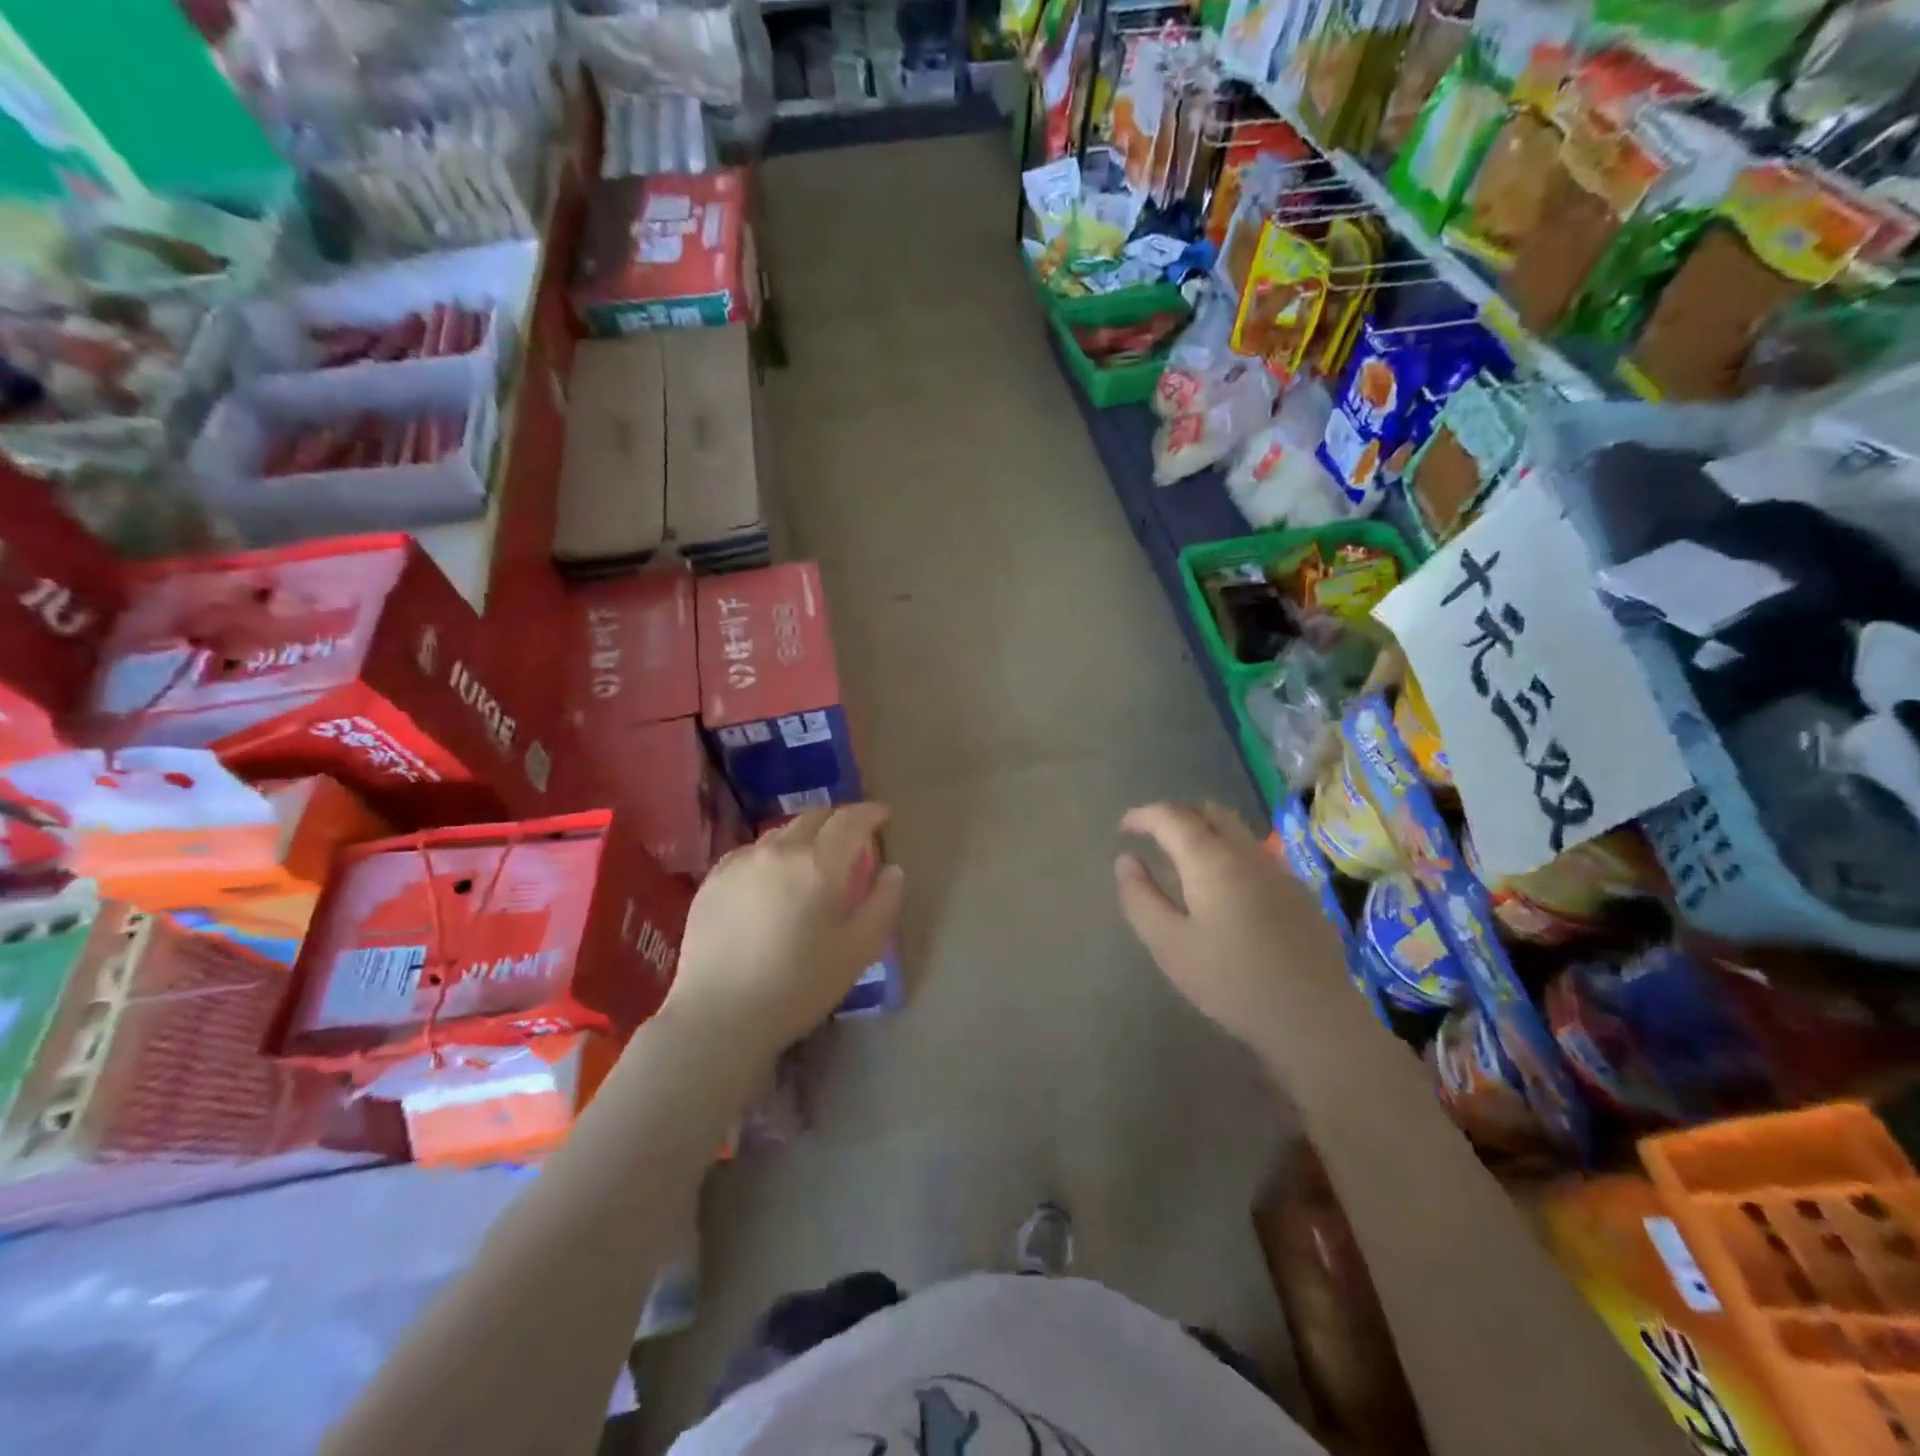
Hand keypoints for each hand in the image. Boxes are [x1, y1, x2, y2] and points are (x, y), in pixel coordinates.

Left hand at [662, 804, 903, 1057]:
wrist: (720, 1015)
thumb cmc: (799, 986)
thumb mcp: (858, 950)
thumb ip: (882, 904)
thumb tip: (892, 870)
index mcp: (819, 863)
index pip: (851, 820)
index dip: (870, 813)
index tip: (883, 817)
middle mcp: (779, 850)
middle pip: (814, 817)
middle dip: (838, 820)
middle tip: (851, 838)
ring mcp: (740, 861)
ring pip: (781, 833)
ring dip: (804, 836)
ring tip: (811, 859)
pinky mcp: (713, 879)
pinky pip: (751, 852)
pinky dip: (771, 854)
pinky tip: (771, 879)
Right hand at [1115, 802, 1347, 1053]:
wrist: (1315, 1018)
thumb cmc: (1231, 981)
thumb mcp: (1169, 944)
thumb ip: (1140, 898)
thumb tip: (1126, 860)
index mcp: (1211, 859)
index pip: (1171, 816)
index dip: (1143, 816)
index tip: (1123, 830)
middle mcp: (1246, 852)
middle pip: (1209, 812)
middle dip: (1176, 816)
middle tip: (1152, 838)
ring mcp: (1278, 870)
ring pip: (1236, 830)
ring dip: (1204, 831)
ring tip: (1182, 861)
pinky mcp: (1298, 892)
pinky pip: (1253, 854)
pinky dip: (1227, 852)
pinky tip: (1222, 890)